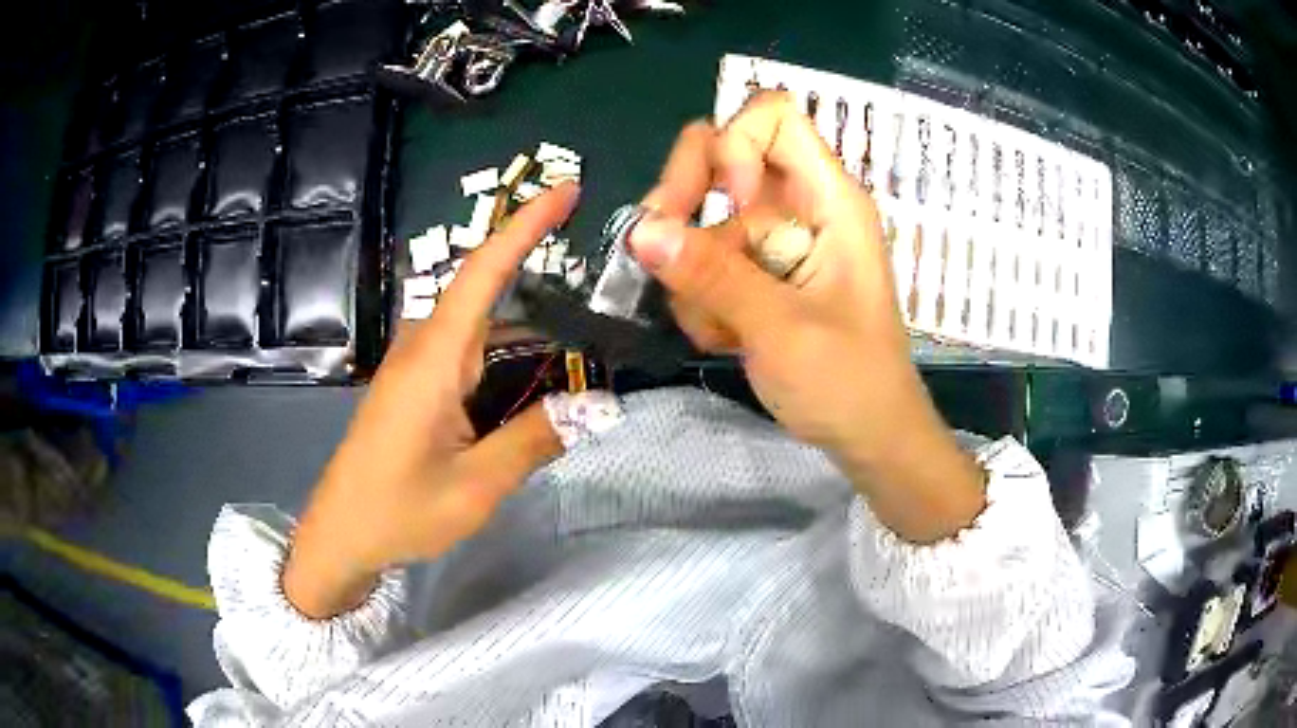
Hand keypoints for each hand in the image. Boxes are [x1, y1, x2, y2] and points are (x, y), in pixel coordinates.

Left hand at [283, 184, 579, 617]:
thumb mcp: (475, 486)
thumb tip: (595, 405)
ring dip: (525, 322)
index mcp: (434, 360)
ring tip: (579, 332)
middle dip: (536, 268)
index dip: (525, 225)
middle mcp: (422, 348)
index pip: (482, 272)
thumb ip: (534, 439)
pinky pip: (465, 351)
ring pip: (477, 324)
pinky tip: (533, 374)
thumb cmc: (398, 511)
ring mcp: (414, 366)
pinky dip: (504, 352)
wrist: (340, 536)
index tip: (566, 190)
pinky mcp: (413, 386)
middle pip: (484, 289)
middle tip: (596, 279)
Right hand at [631, 94, 984, 542]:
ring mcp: (776, 240)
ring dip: (693, 271)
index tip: (726, 205)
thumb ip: (712, 276)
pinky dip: (701, 297)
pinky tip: (725, 339)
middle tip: (669, 255)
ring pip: (703, 217)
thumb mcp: (781, 329)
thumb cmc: (849, 382)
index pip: (772, 116)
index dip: (734, 145)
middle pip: (721, 155)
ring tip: (720, 329)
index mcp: (829, 199)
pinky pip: (705, 260)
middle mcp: (800, 205)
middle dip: (687, 200)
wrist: (870, 437)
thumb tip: (641, 230)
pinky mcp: (760, 273)